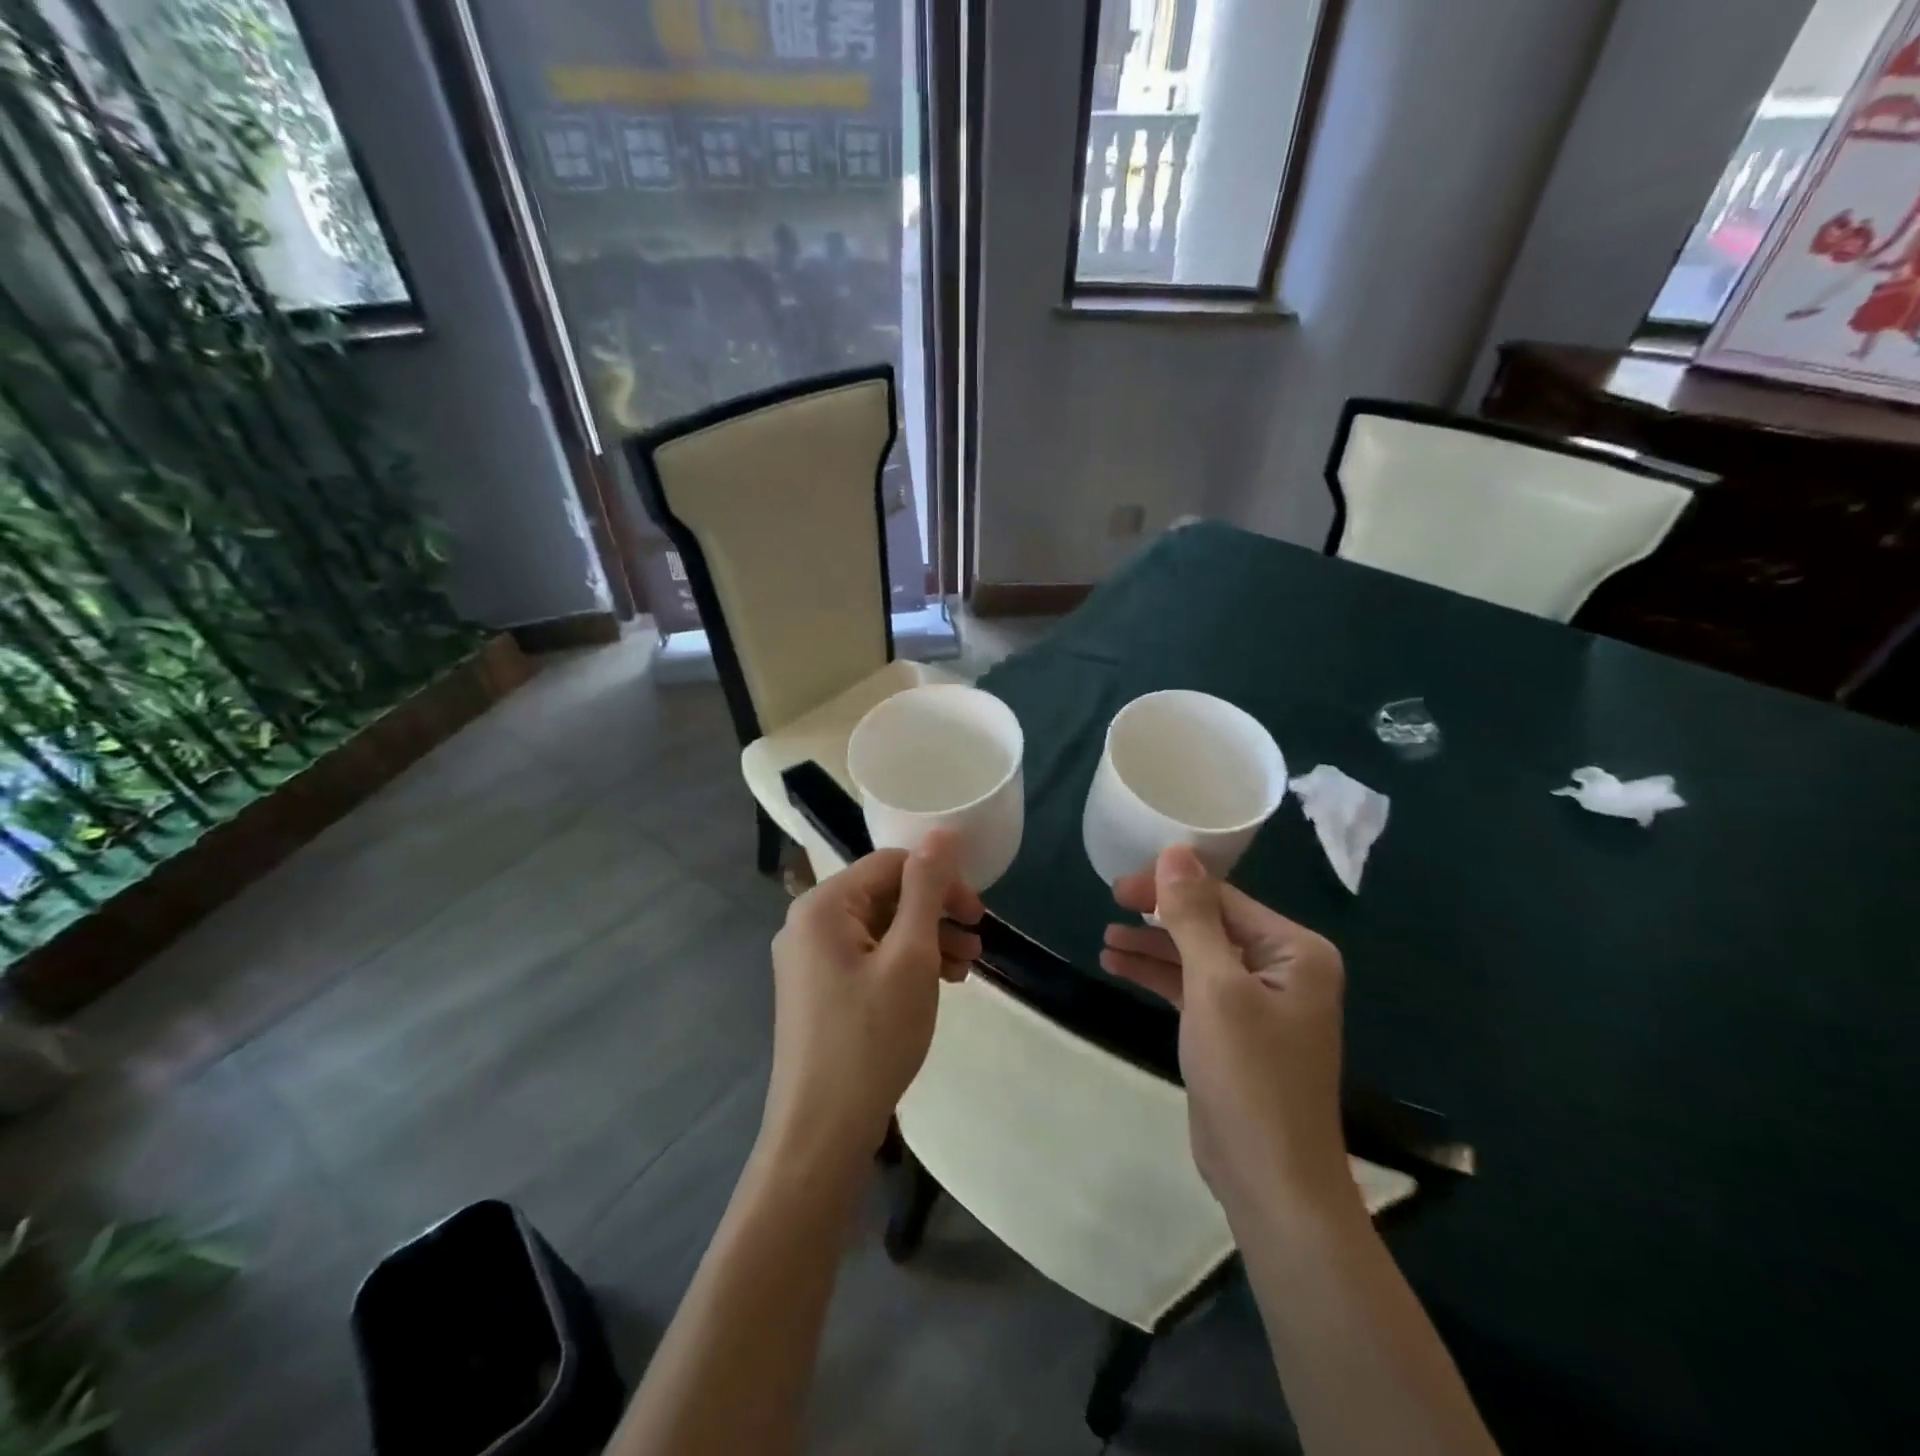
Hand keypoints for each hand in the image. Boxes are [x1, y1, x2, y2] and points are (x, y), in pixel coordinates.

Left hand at [764, 832, 983, 1168]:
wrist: (822, 1132)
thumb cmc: (872, 1038)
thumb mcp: (911, 956)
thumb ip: (927, 888)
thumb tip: (942, 832)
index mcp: (824, 905)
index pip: (893, 864)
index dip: (941, 881)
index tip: (979, 915)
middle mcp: (808, 922)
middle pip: (885, 894)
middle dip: (936, 914)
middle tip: (977, 944)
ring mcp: (809, 958)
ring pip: (880, 927)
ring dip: (926, 940)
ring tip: (965, 970)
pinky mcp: (817, 989)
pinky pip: (868, 956)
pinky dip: (904, 963)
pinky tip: (936, 985)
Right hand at [1102, 847, 1353, 1218]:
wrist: (1270, 1180)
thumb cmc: (1249, 1075)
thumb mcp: (1214, 986)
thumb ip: (1192, 916)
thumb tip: (1176, 850)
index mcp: (1296, 950)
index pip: (1223, 898)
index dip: (1168, 888)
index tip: (1117, 888)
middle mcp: (1285, 968)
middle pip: (1210, 923)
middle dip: (1158, 917)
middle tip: (1109, 908)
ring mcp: (1261, 1001)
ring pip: (1198, 956)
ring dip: (1153, 947)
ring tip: (1105, 940)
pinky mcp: (1237, 1030)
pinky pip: (1195, 987)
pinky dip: (1160, 977)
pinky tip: (1119, 966)